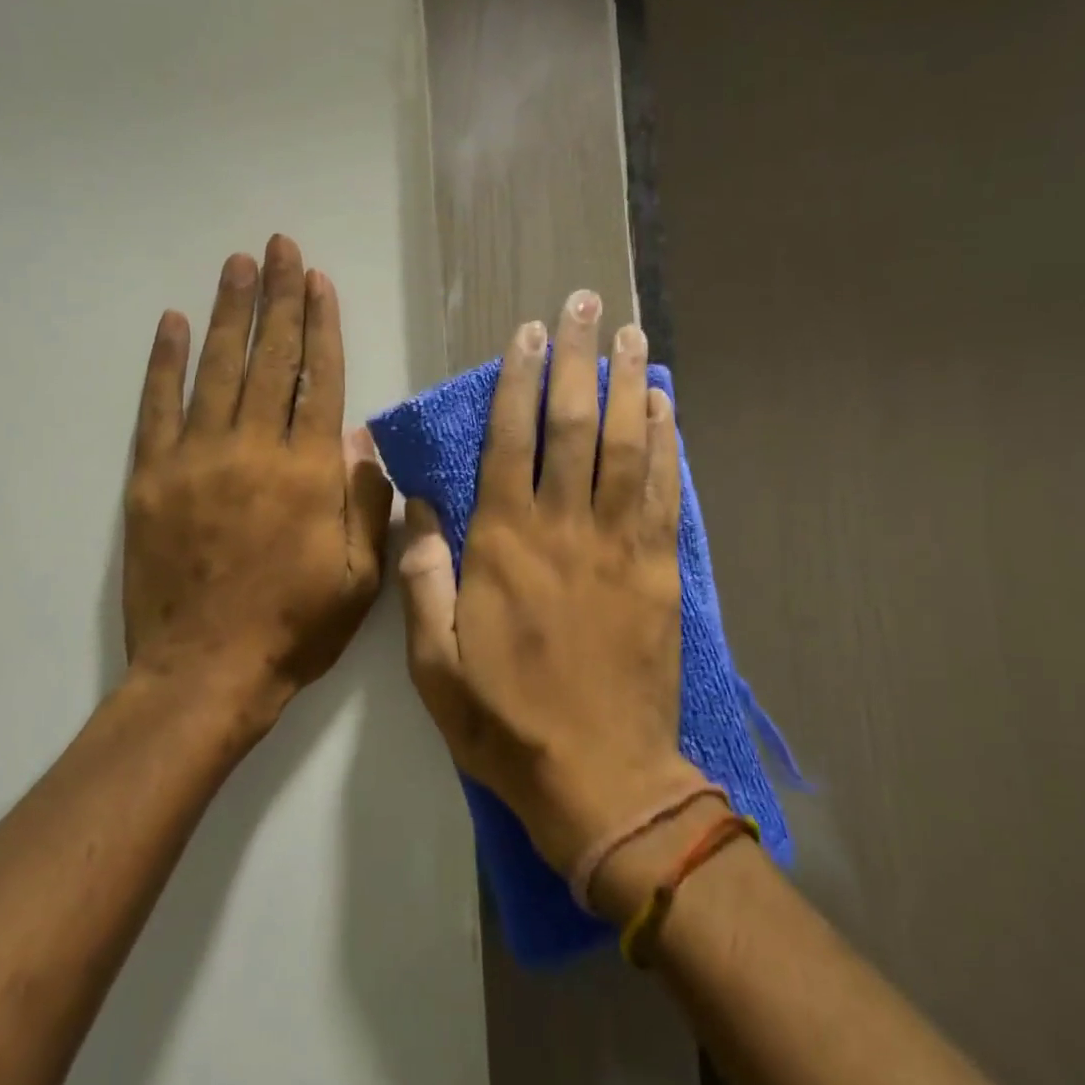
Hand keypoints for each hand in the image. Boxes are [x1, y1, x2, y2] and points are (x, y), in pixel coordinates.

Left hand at [123, 234, 392, 734]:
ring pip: (217, 369)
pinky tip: (172, 323)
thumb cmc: (294, 626)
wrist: (206, 671)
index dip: (321, 326)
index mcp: (308, 472)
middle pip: (269, 359)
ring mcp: (196, 458)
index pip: (317, 379)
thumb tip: (362, 438)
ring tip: (237, 265)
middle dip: (278, 298)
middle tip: (279, 247)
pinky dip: (164, 361)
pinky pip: (158, 406)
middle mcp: (253, 450)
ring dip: (229, 313)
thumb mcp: (360, 575)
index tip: (318, 281)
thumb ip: (365, 500)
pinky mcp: (151, 476)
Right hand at [398, 289, 697, 875]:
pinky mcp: (658, 570)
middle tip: (586, 304)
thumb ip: (424, 577)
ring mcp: (619, 546)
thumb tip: (419, 506)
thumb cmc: (505, 721)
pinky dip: (665, 443)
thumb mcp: (434, 662)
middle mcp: (563, 529)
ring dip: (628, 384)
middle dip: (577, 359)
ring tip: (632, 334)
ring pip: (625, 446)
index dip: (519, 381)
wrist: (600, 780)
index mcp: (504, 546)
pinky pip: (663, 492)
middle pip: (572, 425)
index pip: (510, 442)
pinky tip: (665, 405)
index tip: (529, 333)